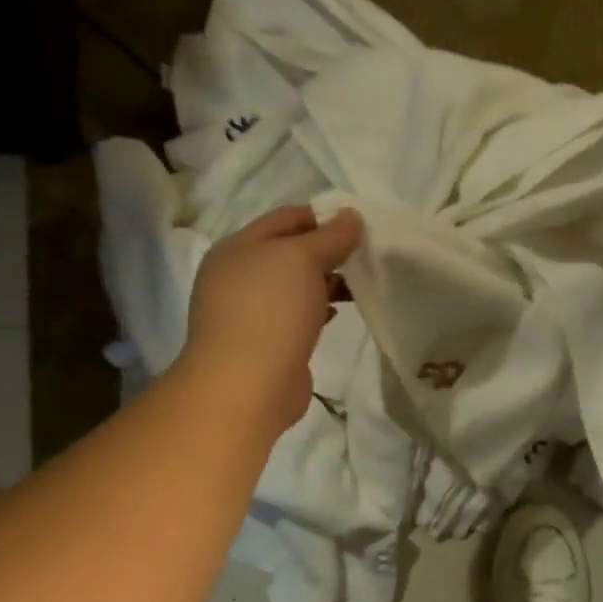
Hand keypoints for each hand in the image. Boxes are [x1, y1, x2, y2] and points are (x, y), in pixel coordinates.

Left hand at [181, 203, 362, 434]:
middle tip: (365, 255)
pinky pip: (295, 316)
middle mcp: (238, 276)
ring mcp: (249, 312)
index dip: (322, 217)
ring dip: (324, 282)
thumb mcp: (302, 259)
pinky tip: (337, 314)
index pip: (285, 218)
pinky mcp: (265, 343)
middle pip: (289, 253)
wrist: (247, 385)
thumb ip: (329, 236)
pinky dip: (317, 310)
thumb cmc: (271, 311)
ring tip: (358, 284)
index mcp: (237, 247)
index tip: (359, 225)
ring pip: (294, 287)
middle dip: (326, 251)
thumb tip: (351, 216)